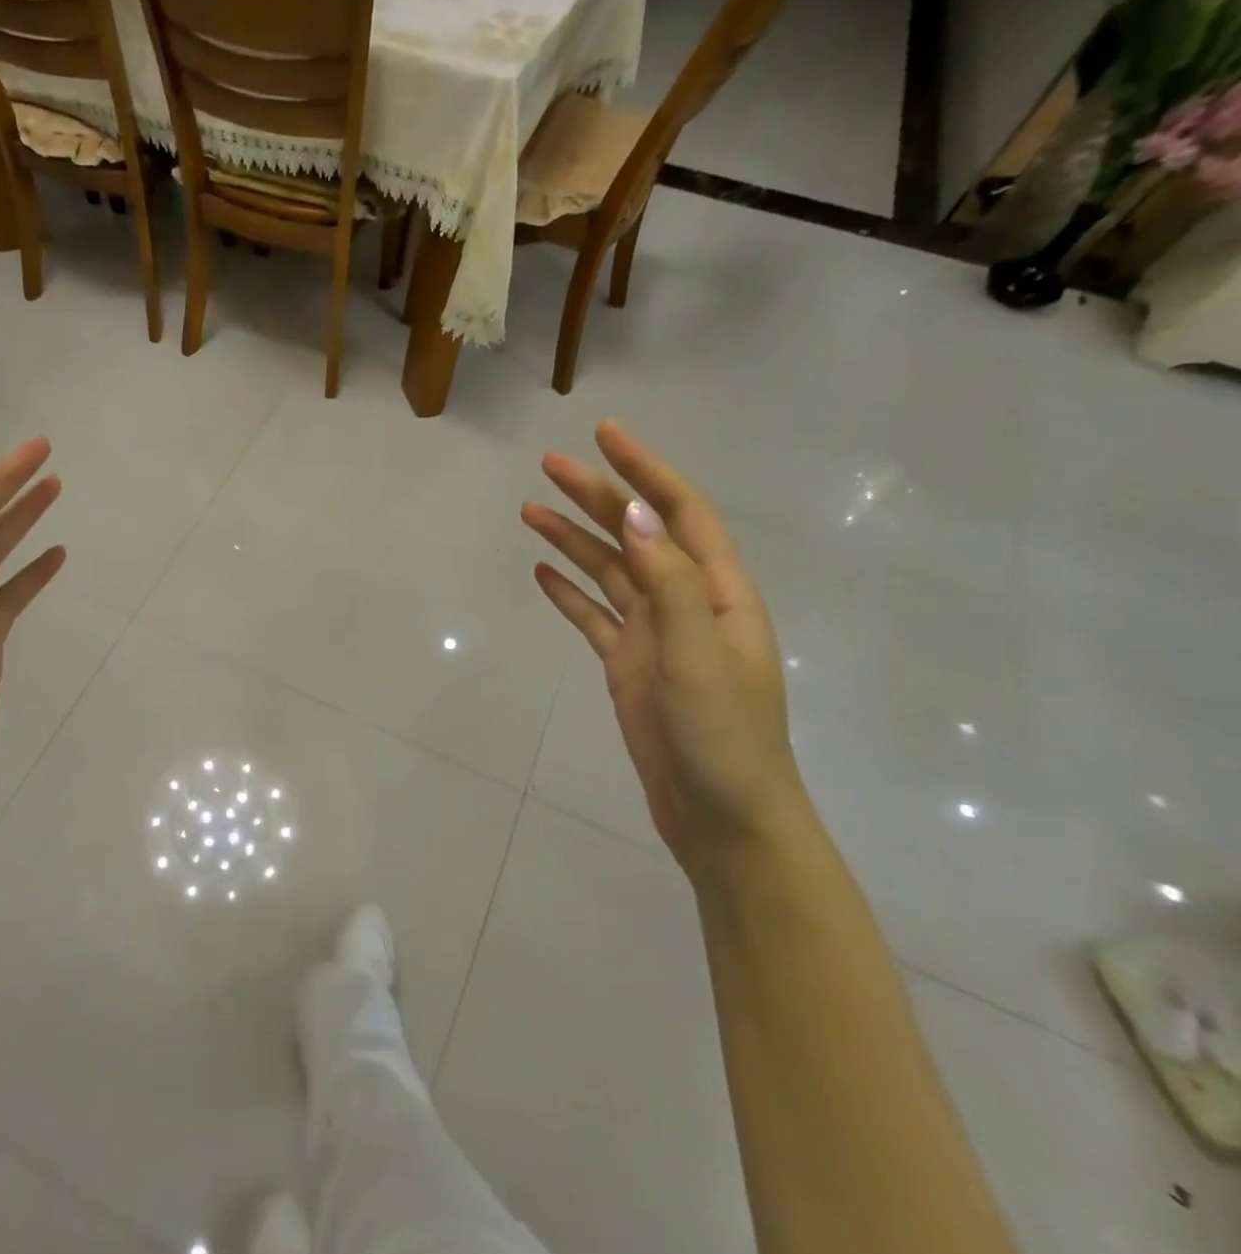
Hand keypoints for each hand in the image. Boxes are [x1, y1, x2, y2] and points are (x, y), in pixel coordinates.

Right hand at [522, 421, 813, 880]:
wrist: (724, 820)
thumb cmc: (724, 738)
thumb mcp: (699, 656)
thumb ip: (670, 583)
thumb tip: (637, 513)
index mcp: (719, 593)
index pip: (680, 513)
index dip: (645, 469)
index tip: (605, 434)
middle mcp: (687, 604)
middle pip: (636, 535)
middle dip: (596, 496)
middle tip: (548, 465)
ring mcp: (654, 635)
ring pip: (609, 572)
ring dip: (574, 539)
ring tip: (529, 511)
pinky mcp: (628, 666)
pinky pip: (593, 616)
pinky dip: (569, 592)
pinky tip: (543, 573)